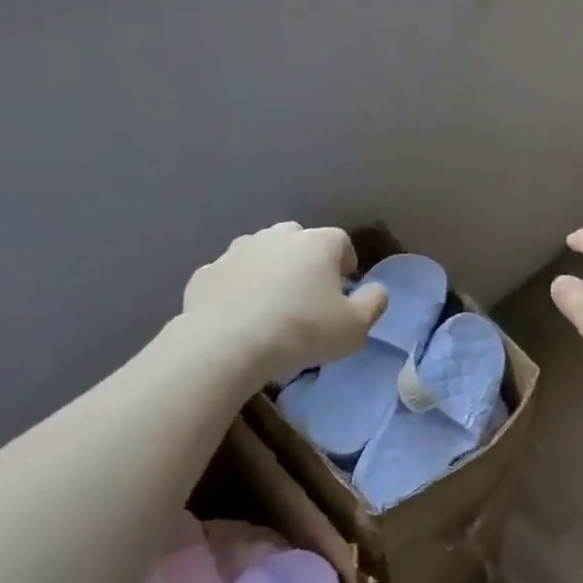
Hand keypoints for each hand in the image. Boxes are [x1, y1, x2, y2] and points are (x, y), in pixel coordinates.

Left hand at [182, 223, 386, 383]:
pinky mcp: (206, 273)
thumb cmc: (302, 331)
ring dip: (270, 270)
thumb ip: (373, 303)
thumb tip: (376, 290)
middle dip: (306, 259)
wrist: (226, 345)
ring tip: (272, 304)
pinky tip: (240, 315)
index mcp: (318, 243)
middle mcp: (277, 237)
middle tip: (308, 293)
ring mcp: (237, 251)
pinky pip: (231, 276)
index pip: (341, 241)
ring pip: (261, 253)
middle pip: (298, 239)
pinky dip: (238, 288)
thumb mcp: (355, 327)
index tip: (345, 289)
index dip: (346, 263)